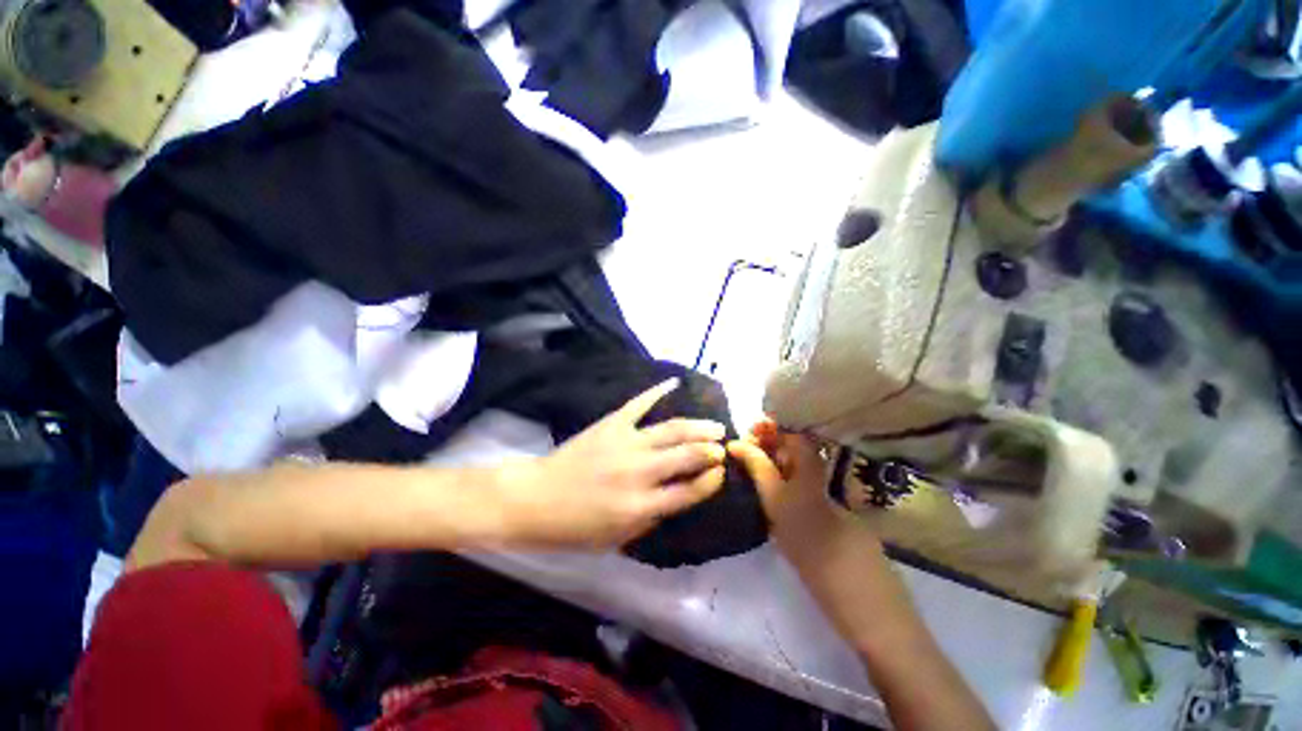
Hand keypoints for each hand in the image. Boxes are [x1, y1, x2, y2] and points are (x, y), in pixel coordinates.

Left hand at [495, 378, 727, 549]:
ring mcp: (625, 443)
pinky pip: (639, 404)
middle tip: (724, 445)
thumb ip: (652, 518)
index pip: (689, 492)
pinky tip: (675, 382)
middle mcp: (639, 472)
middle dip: (711, 450)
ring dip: (698, 426)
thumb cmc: (575, 526)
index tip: (721, 472)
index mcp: (641, 506)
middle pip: (687, 455)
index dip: (711, 481)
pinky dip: (657, 391)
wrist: (536, 498)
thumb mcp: (618, 538)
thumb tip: (677, 498)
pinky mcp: (611, 424)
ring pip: (672, 429)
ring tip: (715, 425)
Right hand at [726, 421, 861, 554]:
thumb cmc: (803, 527)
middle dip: (760, 442)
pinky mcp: (810, 494)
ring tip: (744, 465)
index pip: (783, 428)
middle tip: (738, 452)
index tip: (743, 436)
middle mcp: (811, 461)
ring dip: (764, 457)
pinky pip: (788, 472)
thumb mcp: (773, 494)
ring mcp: (812, 478)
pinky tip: (759, 481)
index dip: (763, 427)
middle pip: (784, 441)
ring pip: (785, 457)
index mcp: (806, 455)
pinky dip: (772, 471)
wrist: (839, 567)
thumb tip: (734, 443)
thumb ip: (755, 464)